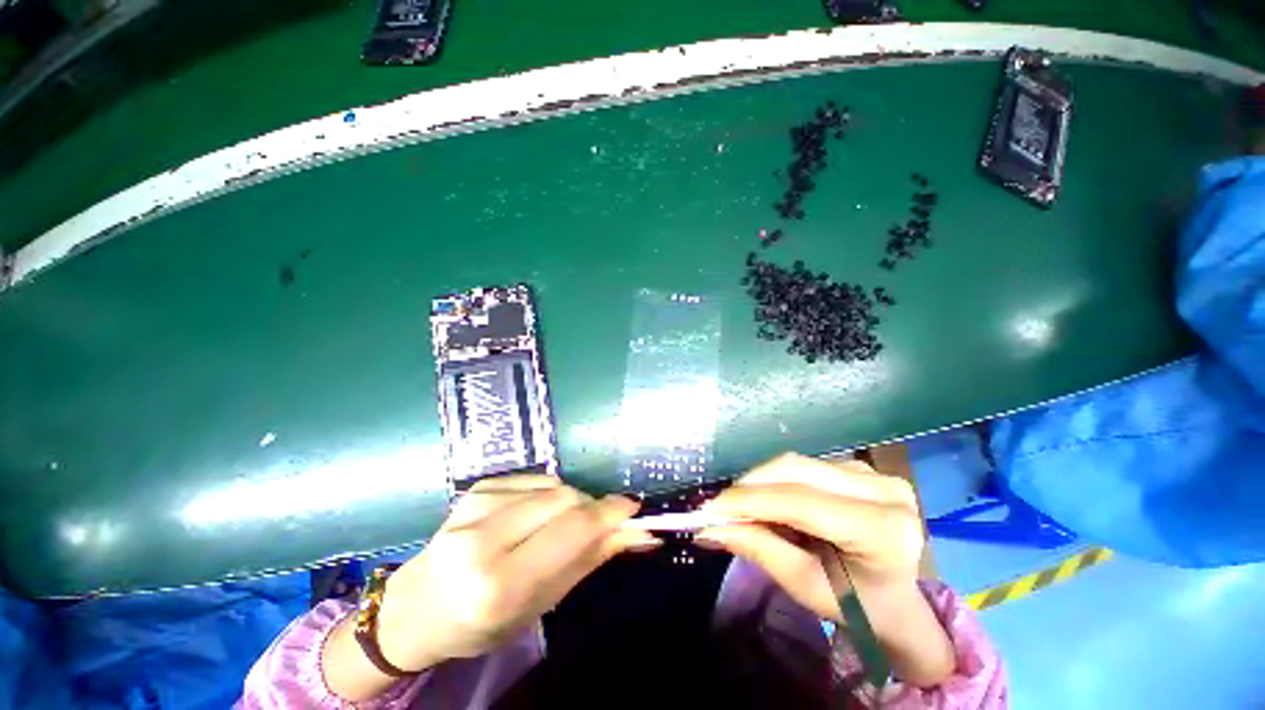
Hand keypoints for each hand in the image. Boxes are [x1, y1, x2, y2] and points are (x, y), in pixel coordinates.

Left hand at [376, 475, 659, 671]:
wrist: (416, 606)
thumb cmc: (481, 622)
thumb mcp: (540, 604)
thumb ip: (589, 560)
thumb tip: (636, 532)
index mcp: (498, 582)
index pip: (571, 530)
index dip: (609, 513)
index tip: (634, 509)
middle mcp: (483, 537)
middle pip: (566, 498)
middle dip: (591, 508)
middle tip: (597, 526)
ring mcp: (476, 504)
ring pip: (553, 485)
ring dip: (570, 503)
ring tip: (558, 528)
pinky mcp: (477, 487)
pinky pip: (535, 481)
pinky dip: (548, 496)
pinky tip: (533, 517)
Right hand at [695, 453, 923, 622]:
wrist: (894, 600)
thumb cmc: (855, 604)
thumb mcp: (805, 585)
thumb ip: (758, 548)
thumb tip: (708, 528)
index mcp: (883, 529)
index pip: (801, 502)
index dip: (750, 501)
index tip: (709, 509)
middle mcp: (882, 489)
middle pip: (795, 470)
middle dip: (749, 485)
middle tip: (717, 505)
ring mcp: (872, 472)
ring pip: (795, 463)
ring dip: (759, 481)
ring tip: (737, 505)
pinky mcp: (858, 466)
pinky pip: (802, 465)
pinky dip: (774, 479)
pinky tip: (763, 498)